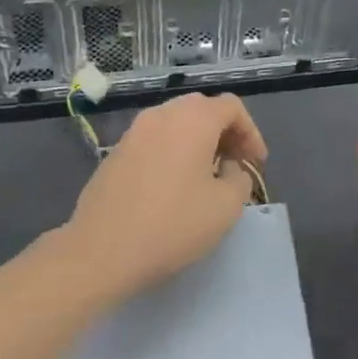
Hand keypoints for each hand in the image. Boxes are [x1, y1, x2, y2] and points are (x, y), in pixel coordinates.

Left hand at [61, 92, 267, 302]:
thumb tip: (227, 168)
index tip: (256, 163)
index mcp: (193, 119)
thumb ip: (239, 178)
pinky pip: (154, 140)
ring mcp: (134, 132)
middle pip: (202, 109)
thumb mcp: (226, 207)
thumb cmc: (172, 225)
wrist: (101, 251)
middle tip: (234, 164)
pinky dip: (172, 151)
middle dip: (224, 132)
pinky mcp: (115, 153)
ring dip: (197, 141)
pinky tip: (173, 185)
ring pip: (175, 123)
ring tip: (206, 175)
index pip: (232, 107)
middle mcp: (162, 115)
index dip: (251, 132)